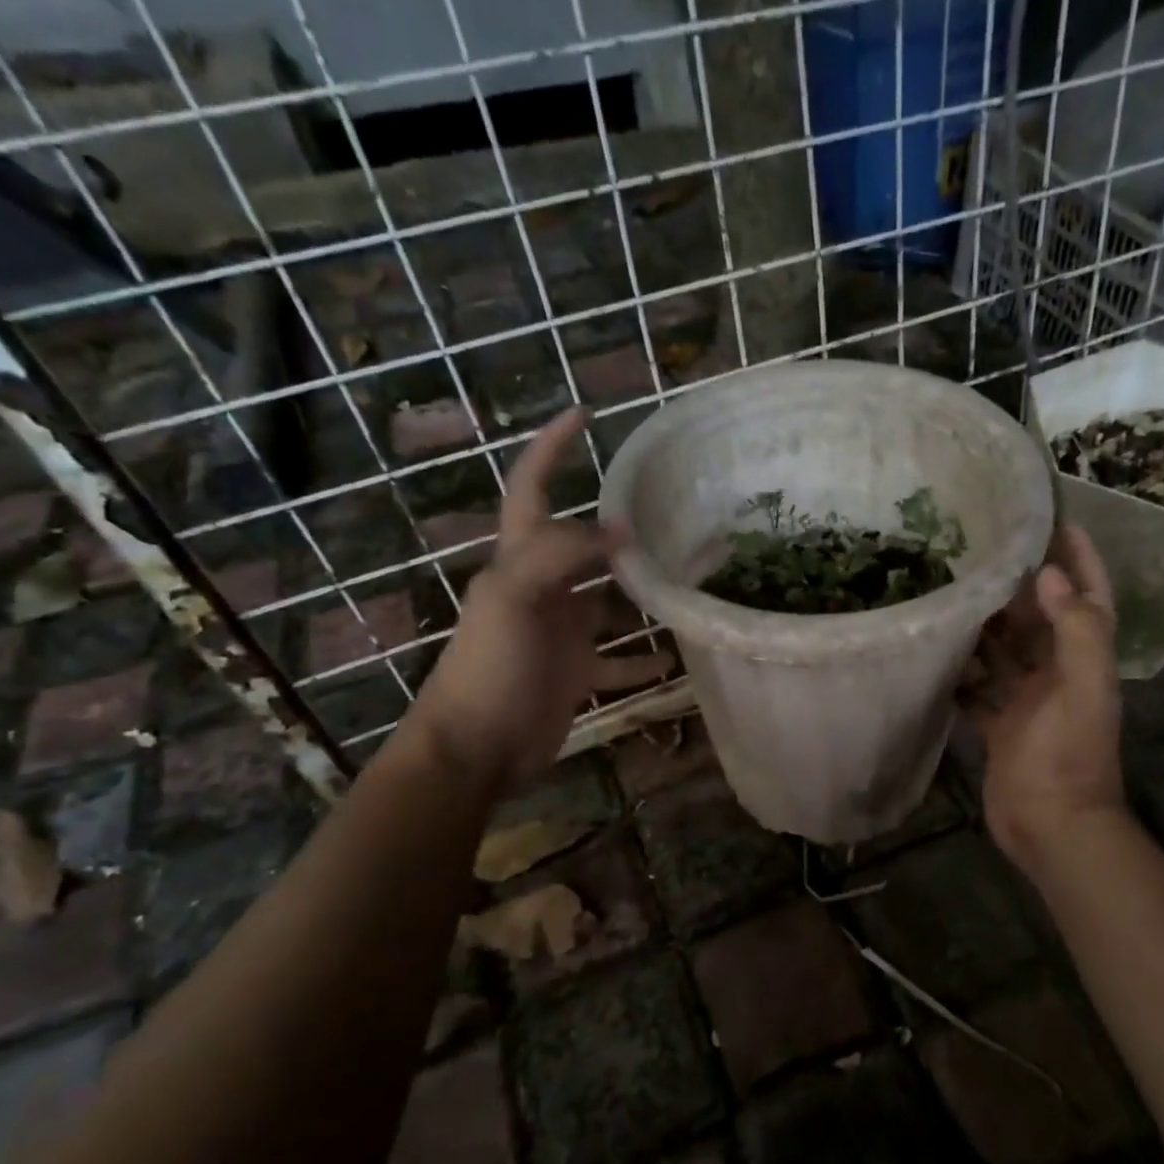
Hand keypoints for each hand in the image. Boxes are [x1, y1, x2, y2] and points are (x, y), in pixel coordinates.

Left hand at [408, 408, 672, 788]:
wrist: (477, 748)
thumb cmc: (490, 668)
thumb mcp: (515, 598)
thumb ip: (562, 555)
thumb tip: (620, 529)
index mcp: (518, 561)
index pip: (533, 489)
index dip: (552, 449)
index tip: (585, 414)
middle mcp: (541, 589)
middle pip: (581, 545)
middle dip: (617, 524)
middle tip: (669, 509)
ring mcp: (560, 633)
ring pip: (607, 601)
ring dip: (641, 592)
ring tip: (686, 579)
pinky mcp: (575, 672)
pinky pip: (618, 659)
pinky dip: (644, 658)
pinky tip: (675, 657)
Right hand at [966, 525, 1125, 874]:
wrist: (1051, 825)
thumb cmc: (1068, 755)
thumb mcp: (1082, 688)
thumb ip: (1076, 631)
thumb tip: (1049, 574)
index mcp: (1084, 661)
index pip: (1088, 599)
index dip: (1080, 561)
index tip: (1057, 523)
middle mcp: (1057, 675)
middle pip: (1040, 621)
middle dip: (1020, 588)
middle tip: (984, 551)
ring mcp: (1027, 703)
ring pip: (1005, 654)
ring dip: (986, 627)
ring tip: (953, 592)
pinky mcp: (1000, 728)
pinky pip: (978, 691)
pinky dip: (962, 674)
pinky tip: (937, 652)